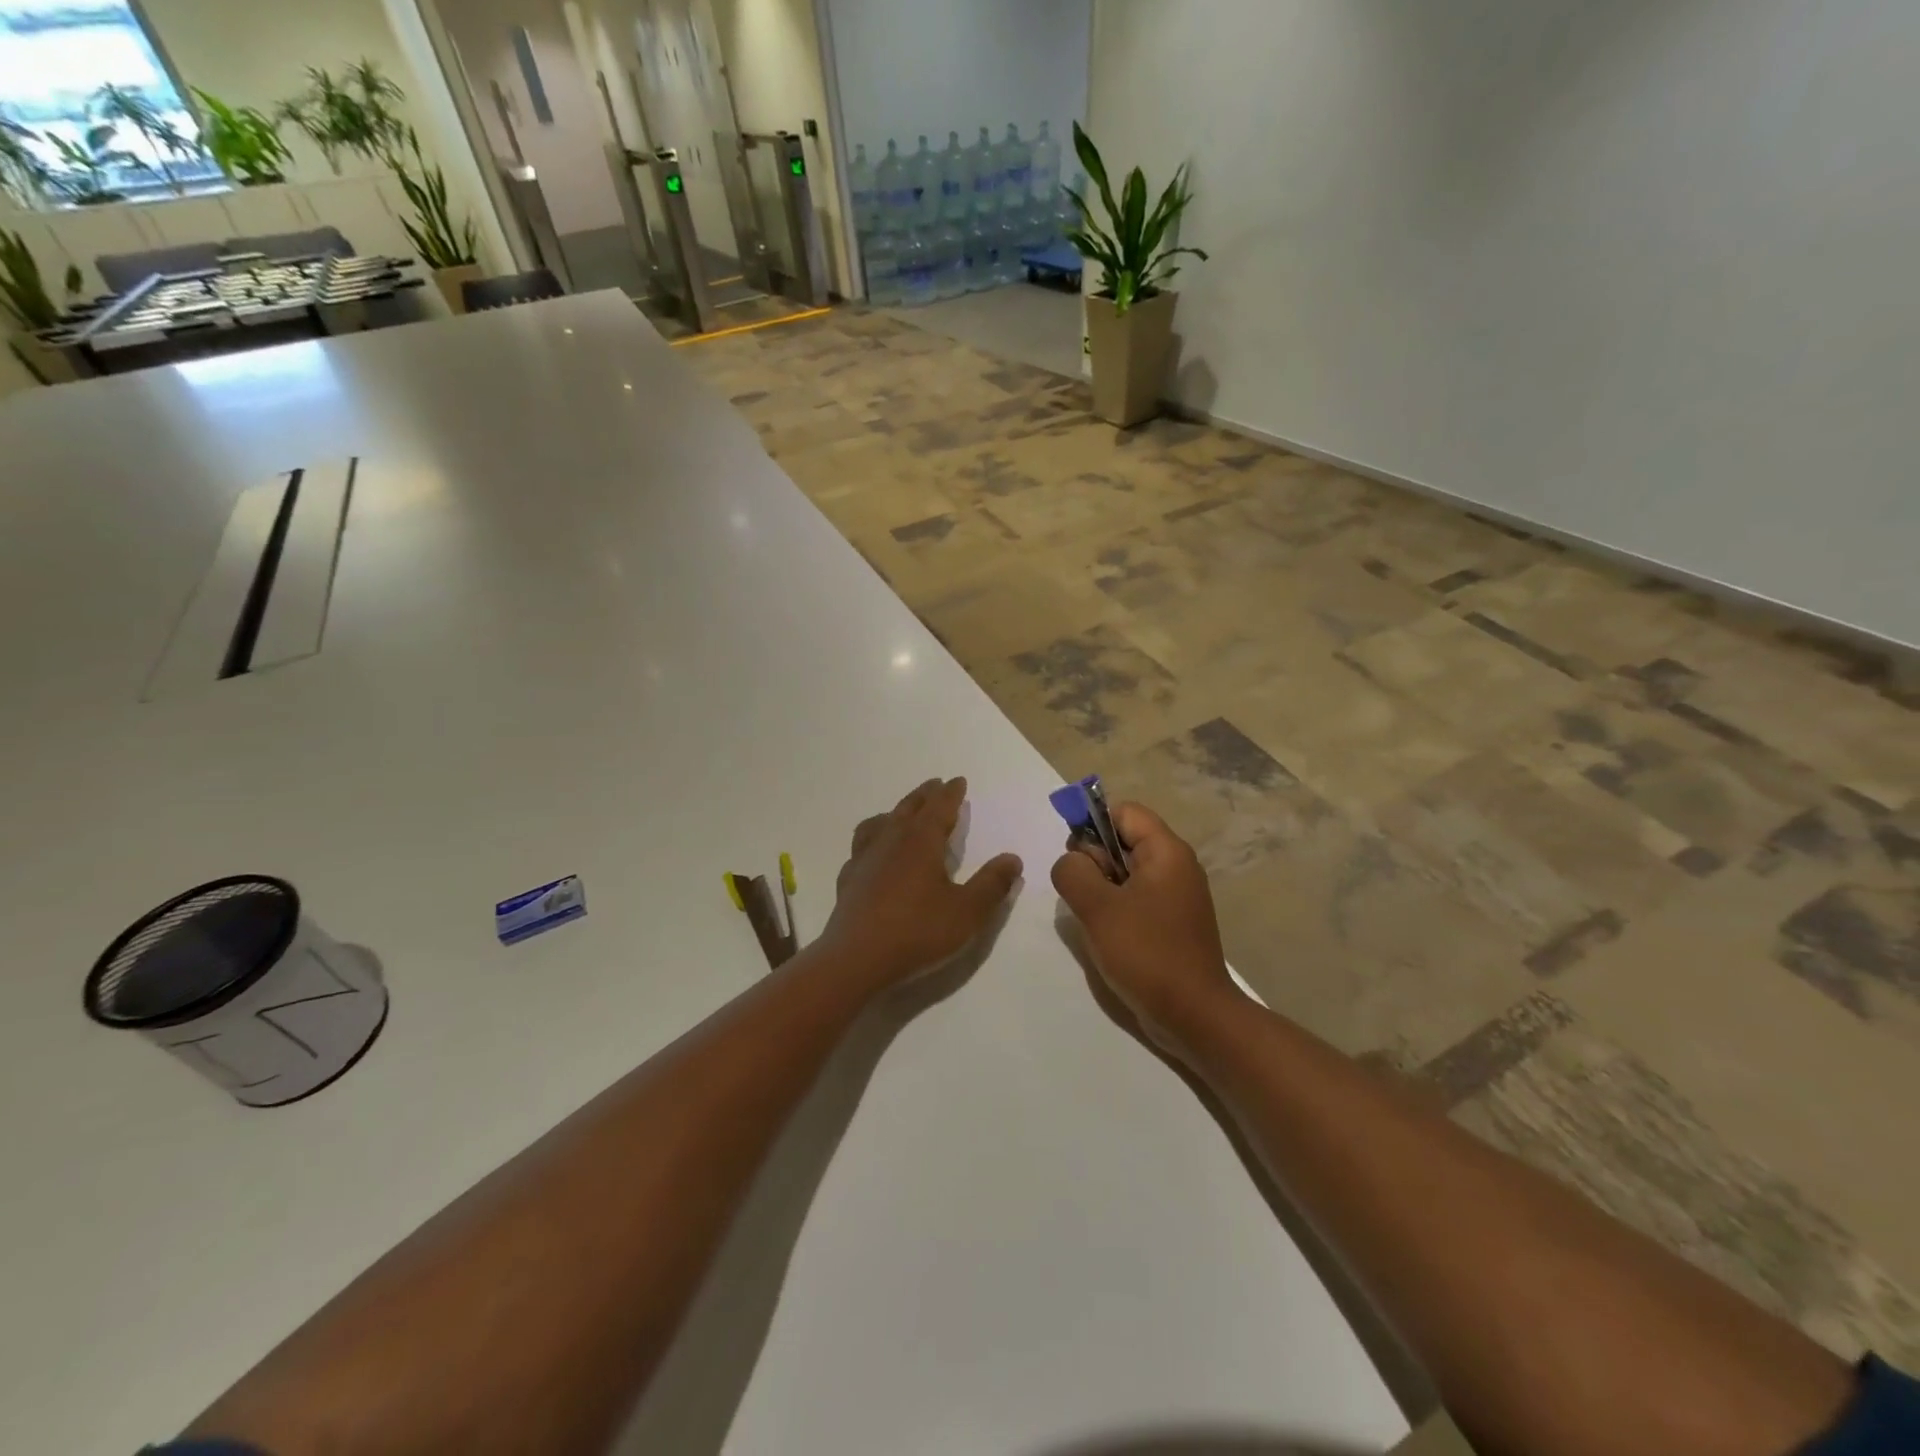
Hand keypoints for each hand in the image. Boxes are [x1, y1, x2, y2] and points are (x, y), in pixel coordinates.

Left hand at [820, 777, 1022, 987]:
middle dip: (925, 795)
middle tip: (934, 785)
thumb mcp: (967, 912)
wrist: (856, 959)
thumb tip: (1013, 858)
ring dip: (896, 812)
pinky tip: (873, 854)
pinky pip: (861, 847)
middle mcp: (891, 840)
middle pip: (909, 808)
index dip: (951, 793)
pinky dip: (872, 840)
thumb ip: (992, 884)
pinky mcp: (849, 879)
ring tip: (901, 813)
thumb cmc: (917, 932)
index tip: (958, 781)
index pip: (940, 806)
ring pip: (880, 822)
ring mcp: (865, 858)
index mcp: (921, 840)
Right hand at [1051, 803, 1239, 1052]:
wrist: (1194, 1015)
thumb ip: (1073, 872)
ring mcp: (1177, 896)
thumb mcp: (1098, 907)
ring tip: (1096, 921)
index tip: (1078, 861)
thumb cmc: (1147, 954)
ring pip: (1126, 873)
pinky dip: (1117, 910)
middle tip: (1087, 898)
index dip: (1094, 826)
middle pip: (1123, 841)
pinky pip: (1136, 899)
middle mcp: (1177, 866)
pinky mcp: (1173, 922)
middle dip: (1095, 863)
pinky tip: (1109, 938)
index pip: (1124, 811)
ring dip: (1102, 890)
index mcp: (1167, 852)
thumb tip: (1071, 862)